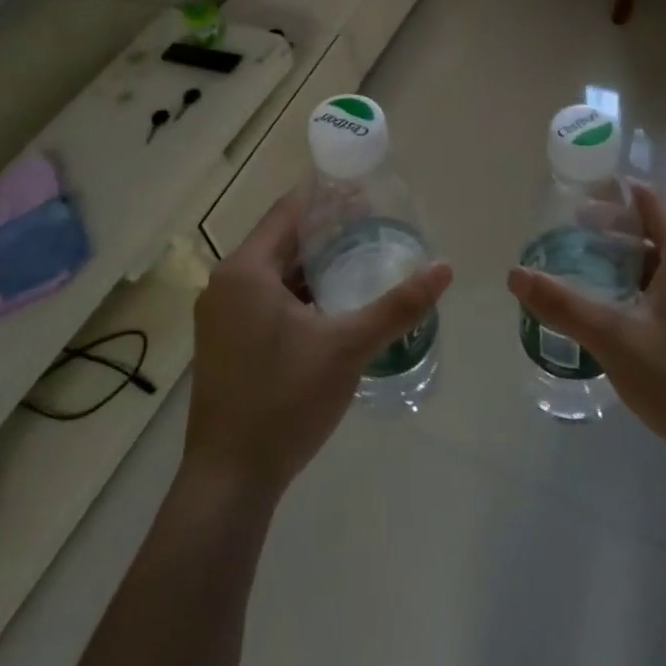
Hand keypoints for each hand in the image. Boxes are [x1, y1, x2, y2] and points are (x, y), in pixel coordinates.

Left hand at [185, 189, 451, 501]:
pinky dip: (298, 293)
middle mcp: (225, 284)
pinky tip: (331, 303)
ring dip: (313, 264)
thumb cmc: (285, 400)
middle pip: (281, 240)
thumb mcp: (348, 347)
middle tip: (374, 222)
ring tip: (360, 256)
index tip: (364, 187)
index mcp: (245, 271)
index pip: (289, 211)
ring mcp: (220, 316)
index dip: (327, 195)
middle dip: (326, 230)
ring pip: (273, 273)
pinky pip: (265, 299)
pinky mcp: (225, 343)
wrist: (230, 478)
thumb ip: (397, 305)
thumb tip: (445, 268)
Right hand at [508, 184, 665, 487]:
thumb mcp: (613, 339)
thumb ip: (562, 304)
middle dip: (612, 231)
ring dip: (628, 260)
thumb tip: (515, 274)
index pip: (648, 201)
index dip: (610, 196)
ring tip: (587, 273)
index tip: (572, 204)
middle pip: (655, 228)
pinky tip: (620, 309)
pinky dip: (645, 284)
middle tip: (569, 240)